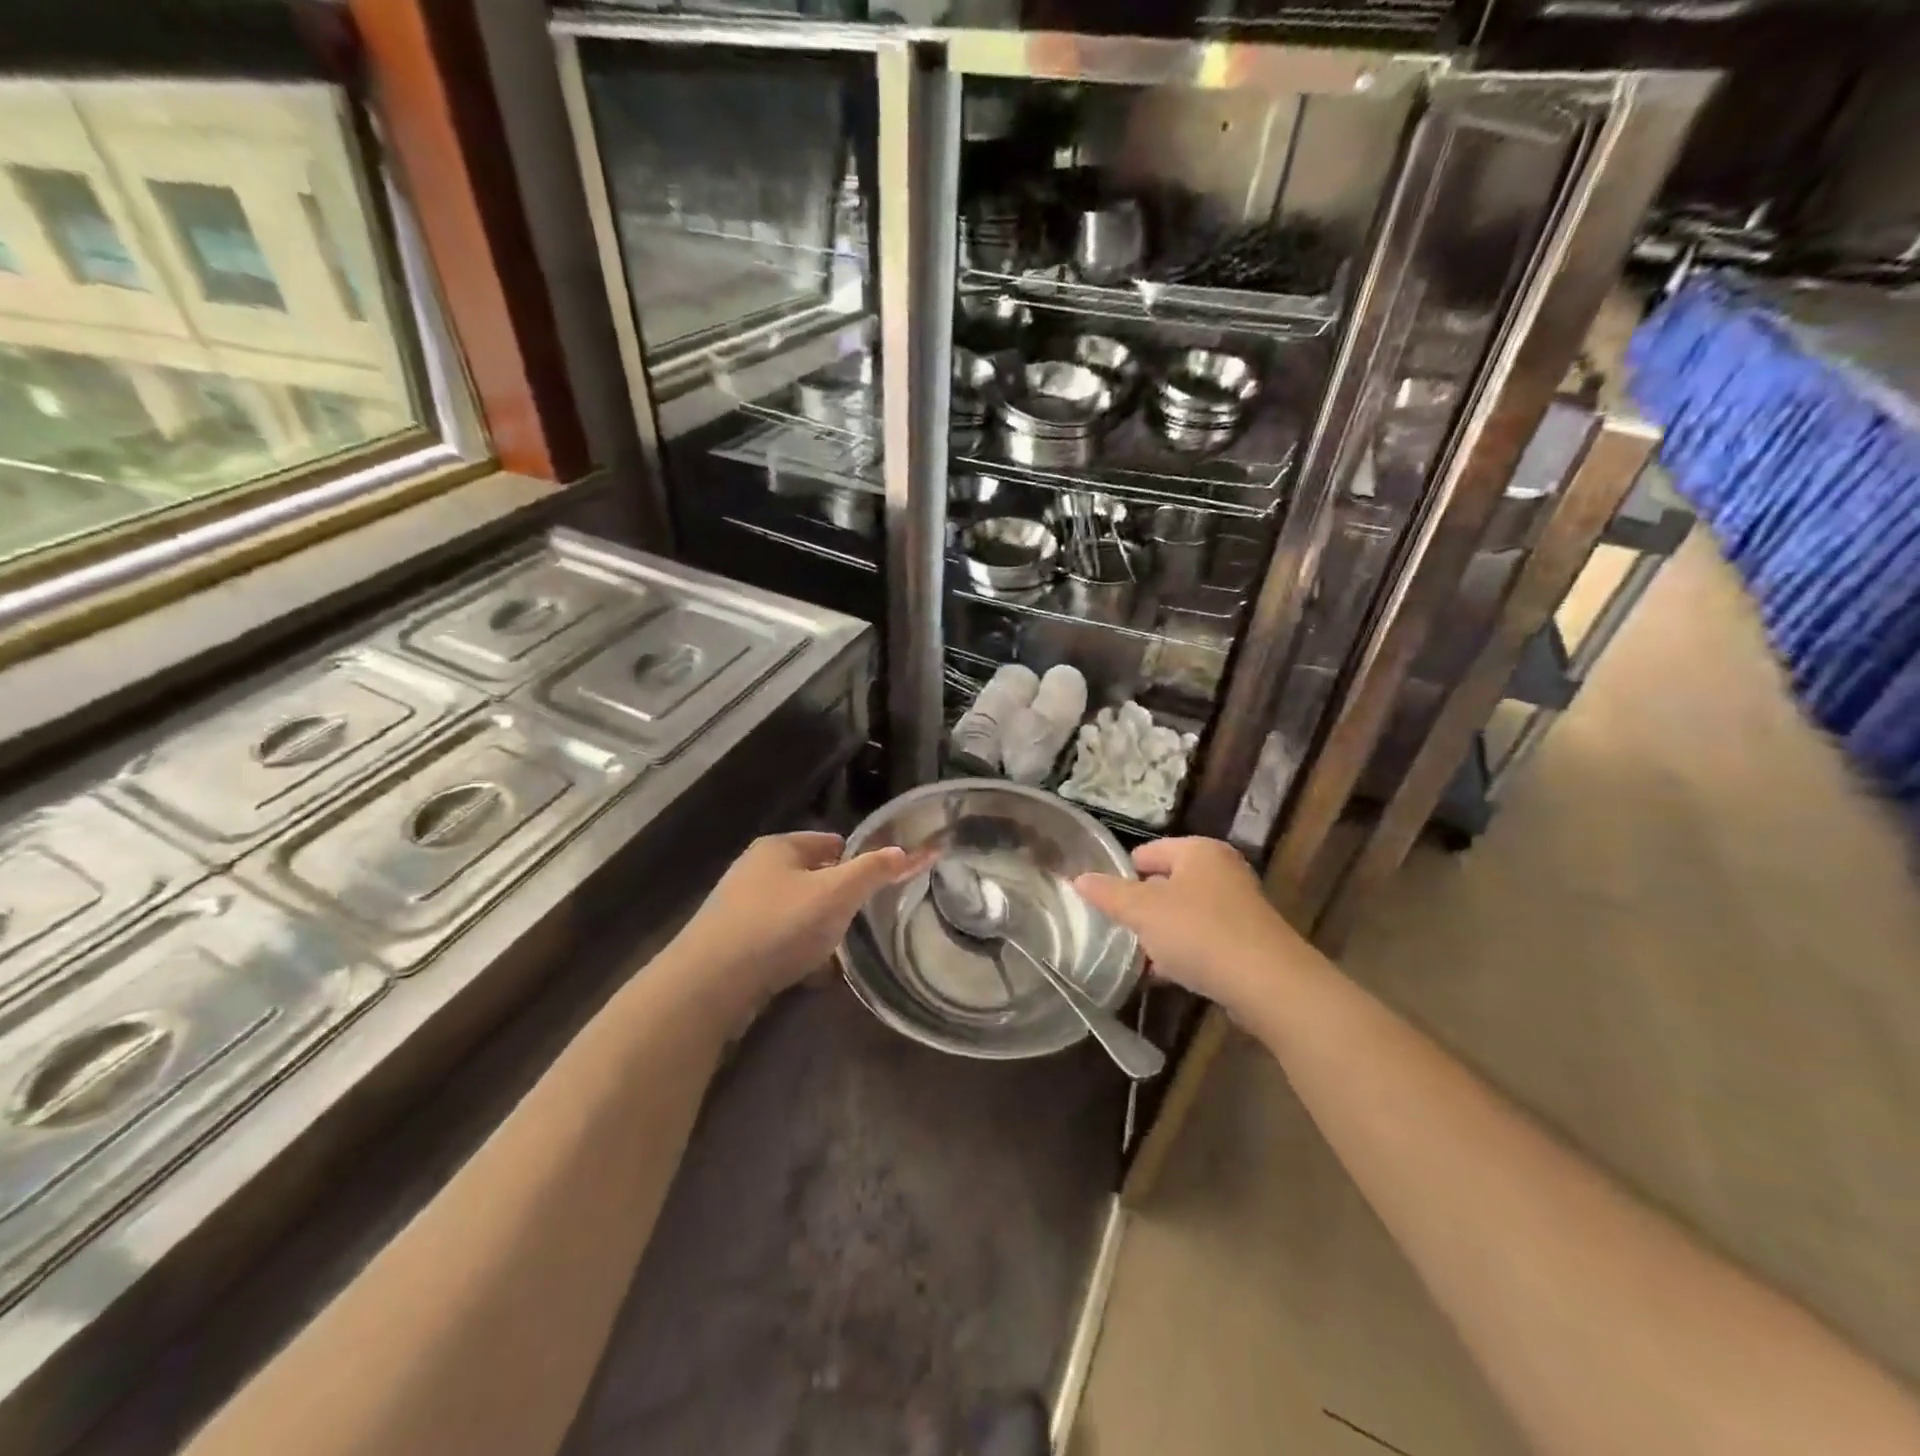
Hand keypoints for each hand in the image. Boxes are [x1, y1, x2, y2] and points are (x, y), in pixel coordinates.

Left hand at [672, 831, 919, 1020]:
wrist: (710, 984)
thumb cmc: (780, 925)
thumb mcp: (837, 893)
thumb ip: (874, 870)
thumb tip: (906, 851)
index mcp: (779, 846)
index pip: (832, 842)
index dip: (859, 860)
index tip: (880, 886)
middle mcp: (756, 870)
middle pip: (814, 878)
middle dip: (839, 899)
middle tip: (862, 920)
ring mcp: (741, 908)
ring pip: (797, 912)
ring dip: (819, 930)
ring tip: (840, 951)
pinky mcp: (733, 944)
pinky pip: (778, 941)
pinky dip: (797, 953)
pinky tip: (812, 974)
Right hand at [1073, 837, 1311, 1018]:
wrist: (1268, 984)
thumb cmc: (1199, 932)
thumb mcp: (1143, 911)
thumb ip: (1108, 894)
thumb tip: (1078, 878)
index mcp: (1198, 851)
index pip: (1147, 852)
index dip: (1122, 874)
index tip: (1102, 902)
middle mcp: (1222, 871)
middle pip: (1166, 883)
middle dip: (1141, 908)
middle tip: (1116, 930)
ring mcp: (1238, 907)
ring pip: (1184, 914)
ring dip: (1161, 934)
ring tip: (1136, 957)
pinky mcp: (1247, 942)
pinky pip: (1202, 940)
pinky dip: (1183, 953)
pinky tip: (1164, 976)